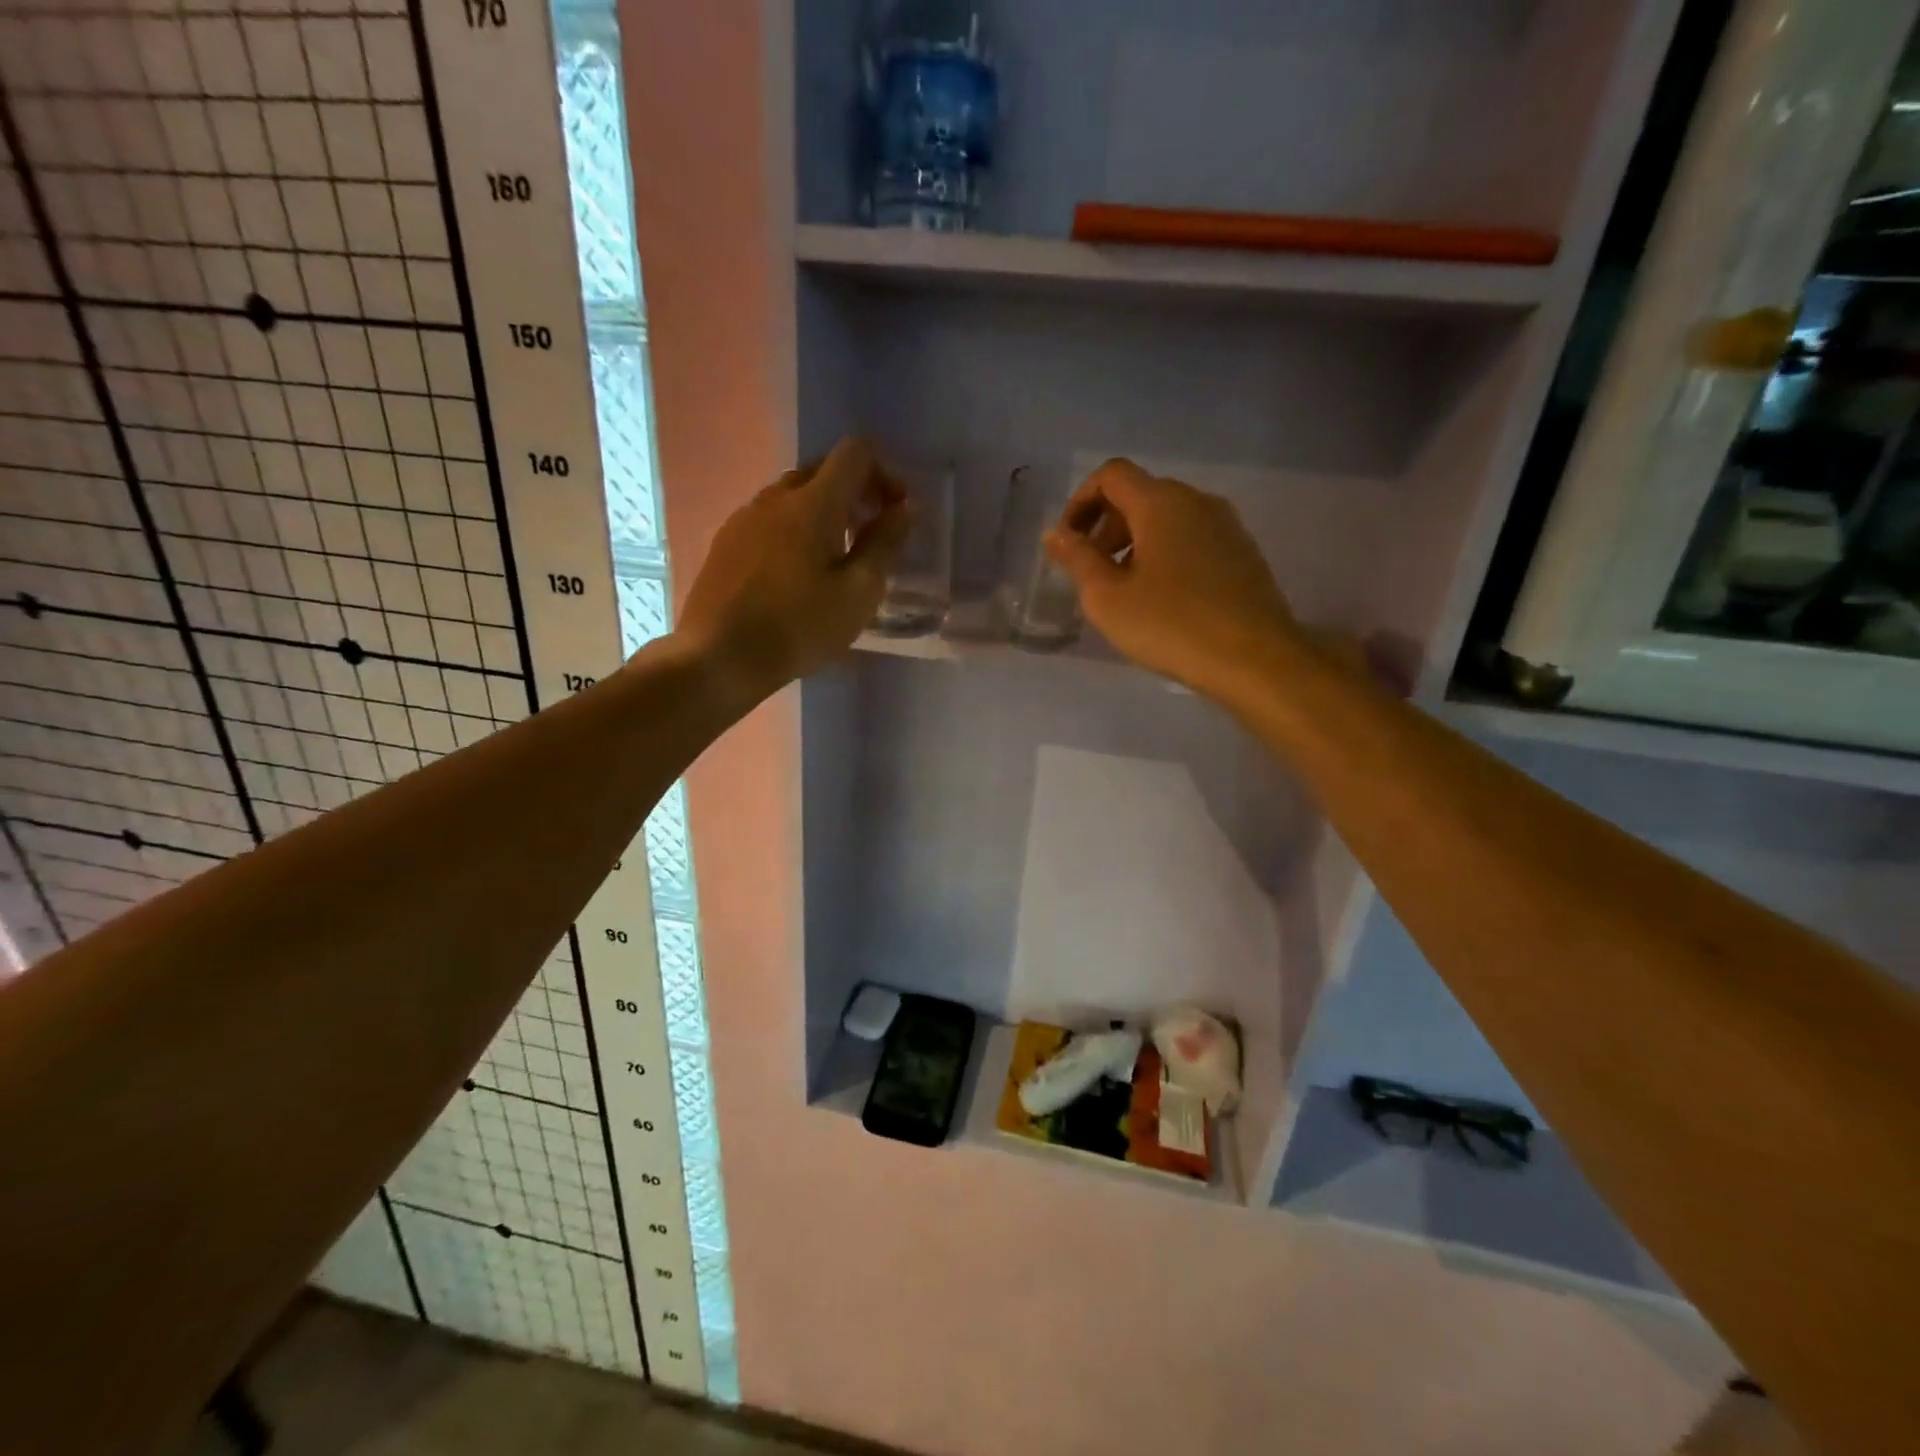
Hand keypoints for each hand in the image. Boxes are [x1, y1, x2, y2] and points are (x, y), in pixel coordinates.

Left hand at [678, 437, 908, 698]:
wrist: (718, 657)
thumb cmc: (799, 628)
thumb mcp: (858, 593)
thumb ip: (885, 544)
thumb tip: (906, 508)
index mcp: (813, 502)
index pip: (855, 453)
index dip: (885, 472)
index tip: (896, 510)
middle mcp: (776, 496)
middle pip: (823, 469)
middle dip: (856, 490)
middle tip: (871, 533)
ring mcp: (745, 517)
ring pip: (794, 494)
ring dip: (824, 510)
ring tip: (836, 556)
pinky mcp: (726, 541)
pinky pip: (770, 518)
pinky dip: (795, 528)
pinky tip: (797, 571)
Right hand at [1044, 459, 1304, 699]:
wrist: (1255, 659)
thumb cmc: (1171, 625)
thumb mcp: (1107, 597)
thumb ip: (1077, 559)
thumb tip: (1055, 533)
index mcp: (1161, 502)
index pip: (1111, 475)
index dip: (1080, 502)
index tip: (1068, 543)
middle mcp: (1197, 501)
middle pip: (1140, 494)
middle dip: (1106, 526)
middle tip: (1091, 572)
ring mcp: (1227, 526)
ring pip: (1168, 518)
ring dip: (1135, 543)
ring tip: (1124, 590)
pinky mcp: (1244, 553)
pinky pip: (1193, 539)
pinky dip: (1165, 555)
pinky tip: (1162, 599)